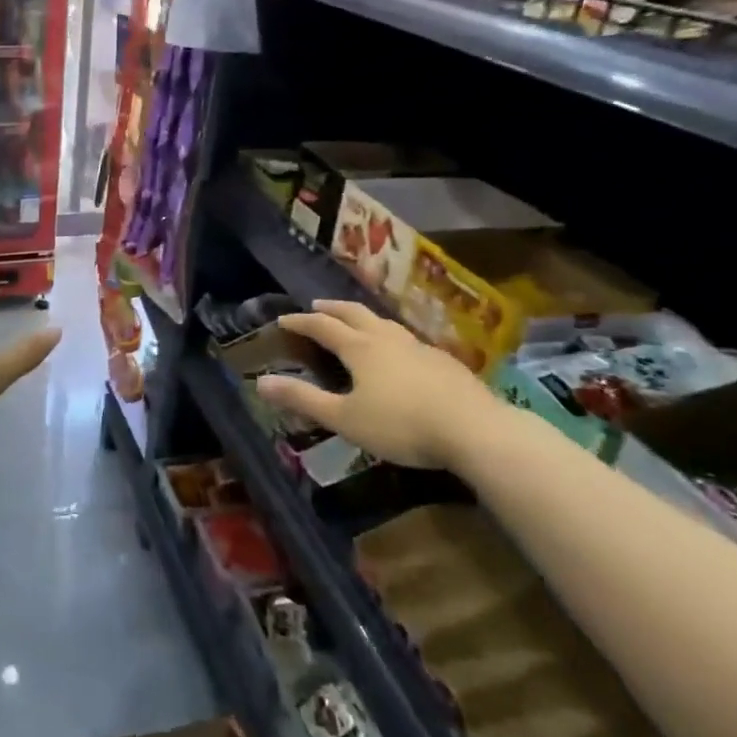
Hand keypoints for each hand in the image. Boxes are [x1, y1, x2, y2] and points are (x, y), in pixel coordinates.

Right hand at [254, 300, 494, 469]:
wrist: (475, 430)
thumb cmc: (401, 425)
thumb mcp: (345, 418)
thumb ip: (304, 399)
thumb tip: (261, 382)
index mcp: (360, 348)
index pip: (323, 327)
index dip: (300, 322)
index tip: (283, 319)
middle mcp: (387, 339)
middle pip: (355, 314)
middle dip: (332, 309)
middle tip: (317, 306)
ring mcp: (419, 347)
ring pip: (384, 323)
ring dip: (363, 318)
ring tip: (357, 321)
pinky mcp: (444, 362)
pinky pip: (407, 339)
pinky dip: (390, 336)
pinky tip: (400, 352)